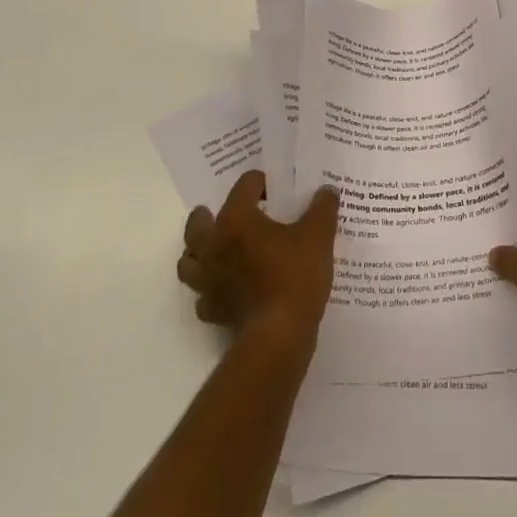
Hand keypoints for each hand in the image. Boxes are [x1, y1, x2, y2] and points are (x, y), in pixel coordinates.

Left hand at [176, 172, 338, 348]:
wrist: (279, 335)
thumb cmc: (295, 276)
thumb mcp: (319, 235)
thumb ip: (323, 207)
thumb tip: (327, 190)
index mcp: (236, 220)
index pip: (243, 187)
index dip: (259, 182)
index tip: (275, 188)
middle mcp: (214, 246)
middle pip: (197, 224)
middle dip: (208, 215)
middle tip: (227, 213)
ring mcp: (208, 281)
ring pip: (189, 261)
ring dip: (199, 253)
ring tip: (218, 250)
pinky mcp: (213, 310)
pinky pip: (203, 296)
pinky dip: (211, 290)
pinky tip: (228, 289)